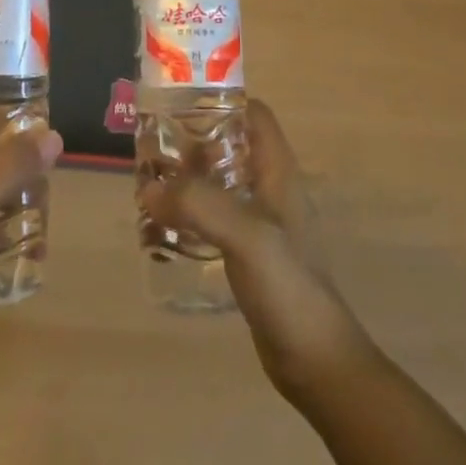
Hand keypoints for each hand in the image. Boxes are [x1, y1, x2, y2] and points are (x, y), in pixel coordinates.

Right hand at [139, 99, 370, 398]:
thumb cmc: (289, 286)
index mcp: (278, 171)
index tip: (180, 103)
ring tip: (150, 181)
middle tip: (153, 145)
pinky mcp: (249, 255)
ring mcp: (261, 223)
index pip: (254, 115)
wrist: (317, 363)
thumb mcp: (246, 235)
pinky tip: (164, 225)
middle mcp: (270, 189)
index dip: (222, 101)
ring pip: (220, 182)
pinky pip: (215, 218)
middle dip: (193, 140)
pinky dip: (191, 213)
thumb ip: (199, 204)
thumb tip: (148, 185)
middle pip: (231, 145)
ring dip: (189, 178)